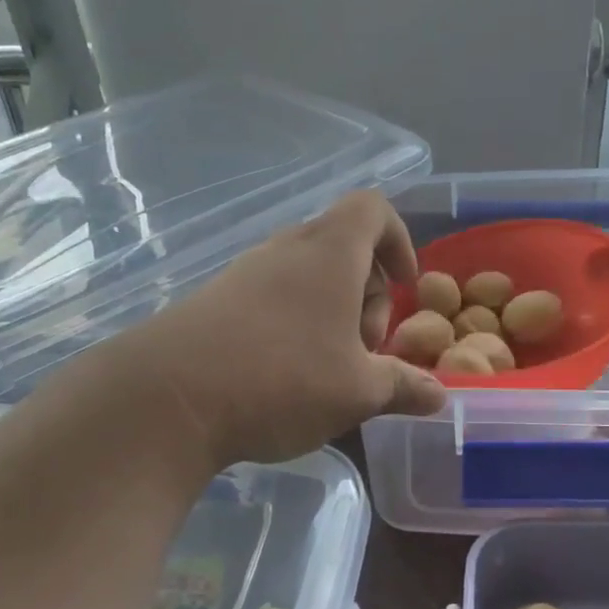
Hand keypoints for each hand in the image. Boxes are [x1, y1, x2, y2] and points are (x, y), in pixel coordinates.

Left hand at [123, 191, 446, 465]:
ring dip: (331, 313)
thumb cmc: (282, 379)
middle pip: (343, 248)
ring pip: (307, 276)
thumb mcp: (357, 391)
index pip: (373, 209)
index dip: (399, 240)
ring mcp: (246, 272)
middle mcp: (287, 249)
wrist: (168, 399)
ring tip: (328, 369)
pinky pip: (272, 297)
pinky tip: (286, 376)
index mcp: (330, 253)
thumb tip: (440, 395)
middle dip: (368, 294)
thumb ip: (403, 386)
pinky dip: (294, 323)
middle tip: (366, 350)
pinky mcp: (215, 300)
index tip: (405, 287)